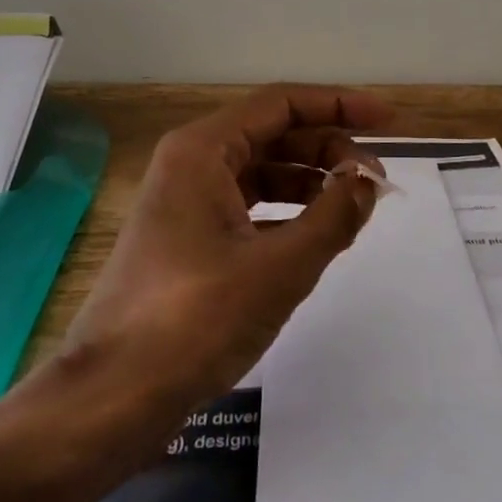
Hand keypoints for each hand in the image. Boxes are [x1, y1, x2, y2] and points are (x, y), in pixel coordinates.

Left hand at [40, 85, 392, 449]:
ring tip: (355, 208)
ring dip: (311, 183)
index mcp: (202, 150)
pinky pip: (249, 209)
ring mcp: (186, 204)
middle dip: (328, 150)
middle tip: (375, 182)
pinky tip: (318, 237)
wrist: (113, 397)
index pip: (282, 104)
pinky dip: (288, 215)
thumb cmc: (196, 319)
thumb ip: (334, 216)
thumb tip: (368, 180)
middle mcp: (191, 165)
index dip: (339, 106)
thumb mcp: (280, 266)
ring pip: (262, 174)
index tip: (388, 121)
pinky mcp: (188, 241)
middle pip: (273, 135)